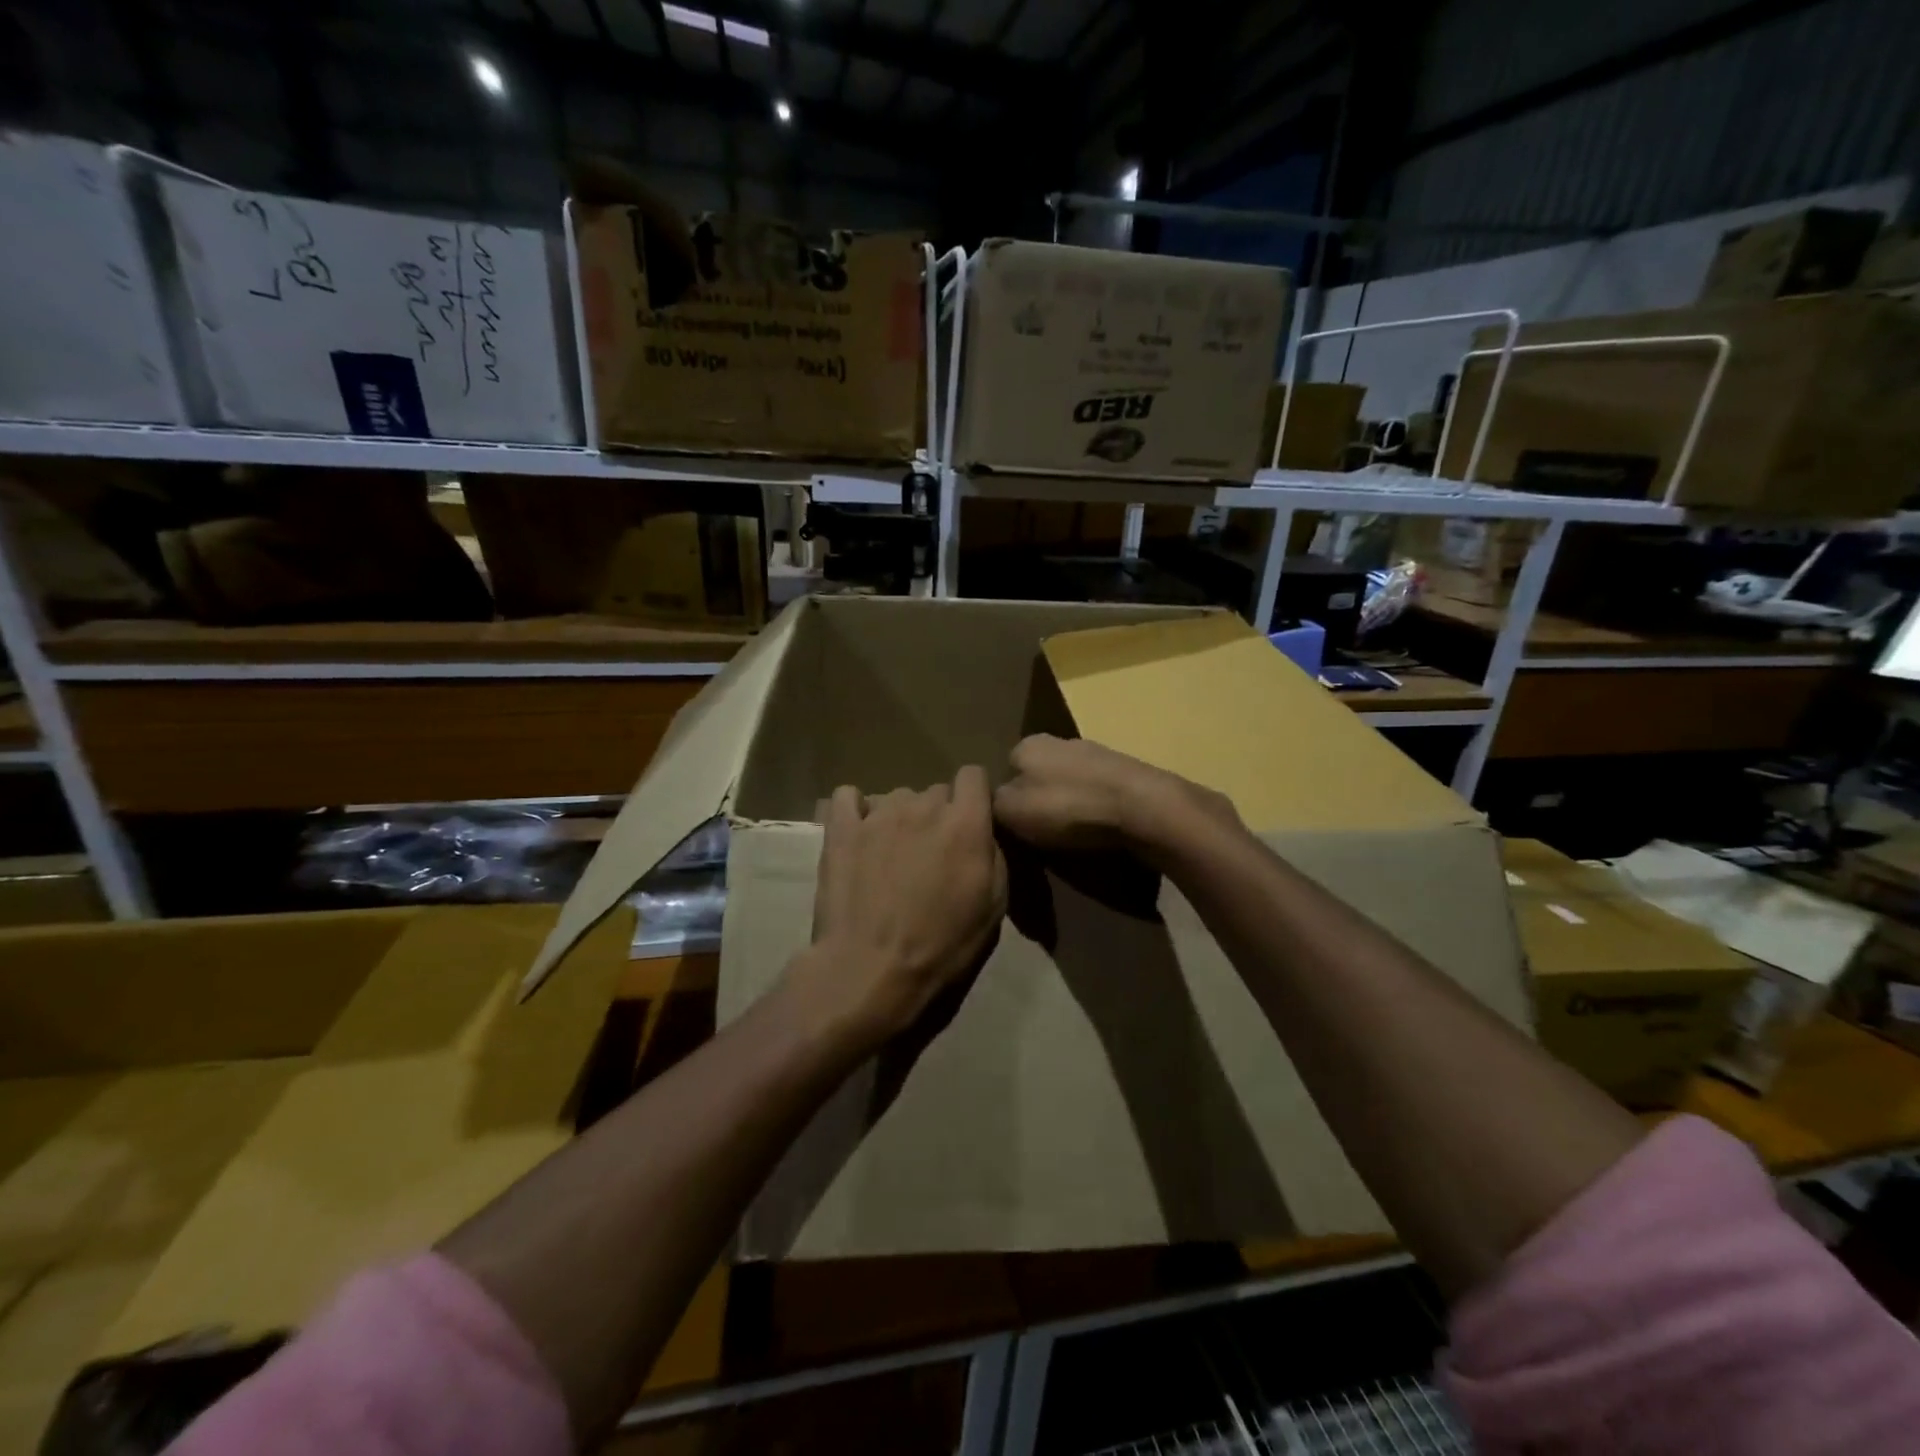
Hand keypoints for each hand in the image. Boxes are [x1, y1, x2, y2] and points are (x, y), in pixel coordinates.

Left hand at [800, 766, 1007, 1046]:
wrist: (872, 971)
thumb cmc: (942, 947)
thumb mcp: (993, 908)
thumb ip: (993, 856)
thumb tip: (983, 833)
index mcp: (966, 823)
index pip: (973, 775)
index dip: (973, 797)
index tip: (970, 822)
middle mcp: (924, 806)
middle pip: (936, 791)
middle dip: (938, 816)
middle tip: (931, 856)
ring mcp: (879, 814)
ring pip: (897, 797)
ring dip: (901, 818)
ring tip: (892, 856)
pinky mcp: (842, 829)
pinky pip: (847, 797)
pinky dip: (855, 810)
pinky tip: (858, 834)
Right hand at [993, 734, 1238, 864]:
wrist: (1141, 808)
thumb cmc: (1067, 806)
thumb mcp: (1010, 811)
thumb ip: (991, 804)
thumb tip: (989, 803)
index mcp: (1028, 743)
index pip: (1005, 768)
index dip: (1005, 798)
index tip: (1011, 825)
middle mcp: (1061, 741)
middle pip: (1038, 774)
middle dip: (1038, 800)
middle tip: (1039, 833)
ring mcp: (1097, 754)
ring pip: (1069, 783)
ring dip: (1068, 805)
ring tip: (1070, 836)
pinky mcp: (1125, 773)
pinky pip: (1097, 793)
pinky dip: (1094, 810)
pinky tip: (1097, 830)